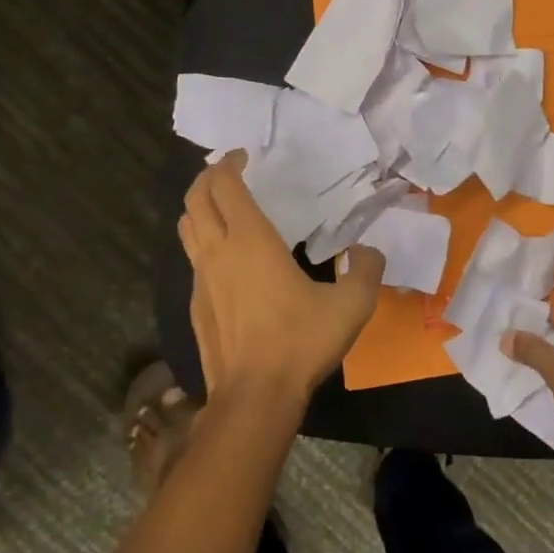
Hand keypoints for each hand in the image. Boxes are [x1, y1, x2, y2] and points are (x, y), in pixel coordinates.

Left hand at [178, 153, 386, 403]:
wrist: (255, 396)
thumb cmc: (301, 341)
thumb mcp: (351, 304)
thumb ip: (365, 270)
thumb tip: (366, 252)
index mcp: (250, 240)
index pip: (224, 184)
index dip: (229, 163)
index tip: (245, 156)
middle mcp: (218, 251)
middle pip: (195, 198)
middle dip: (208, 177)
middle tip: (230, 173)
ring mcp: (201, 279)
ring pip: (187, 227)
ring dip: (199, 208)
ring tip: (223, 208)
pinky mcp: (196, 305)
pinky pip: (193, 260)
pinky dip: (203, 243)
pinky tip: (227, 260)